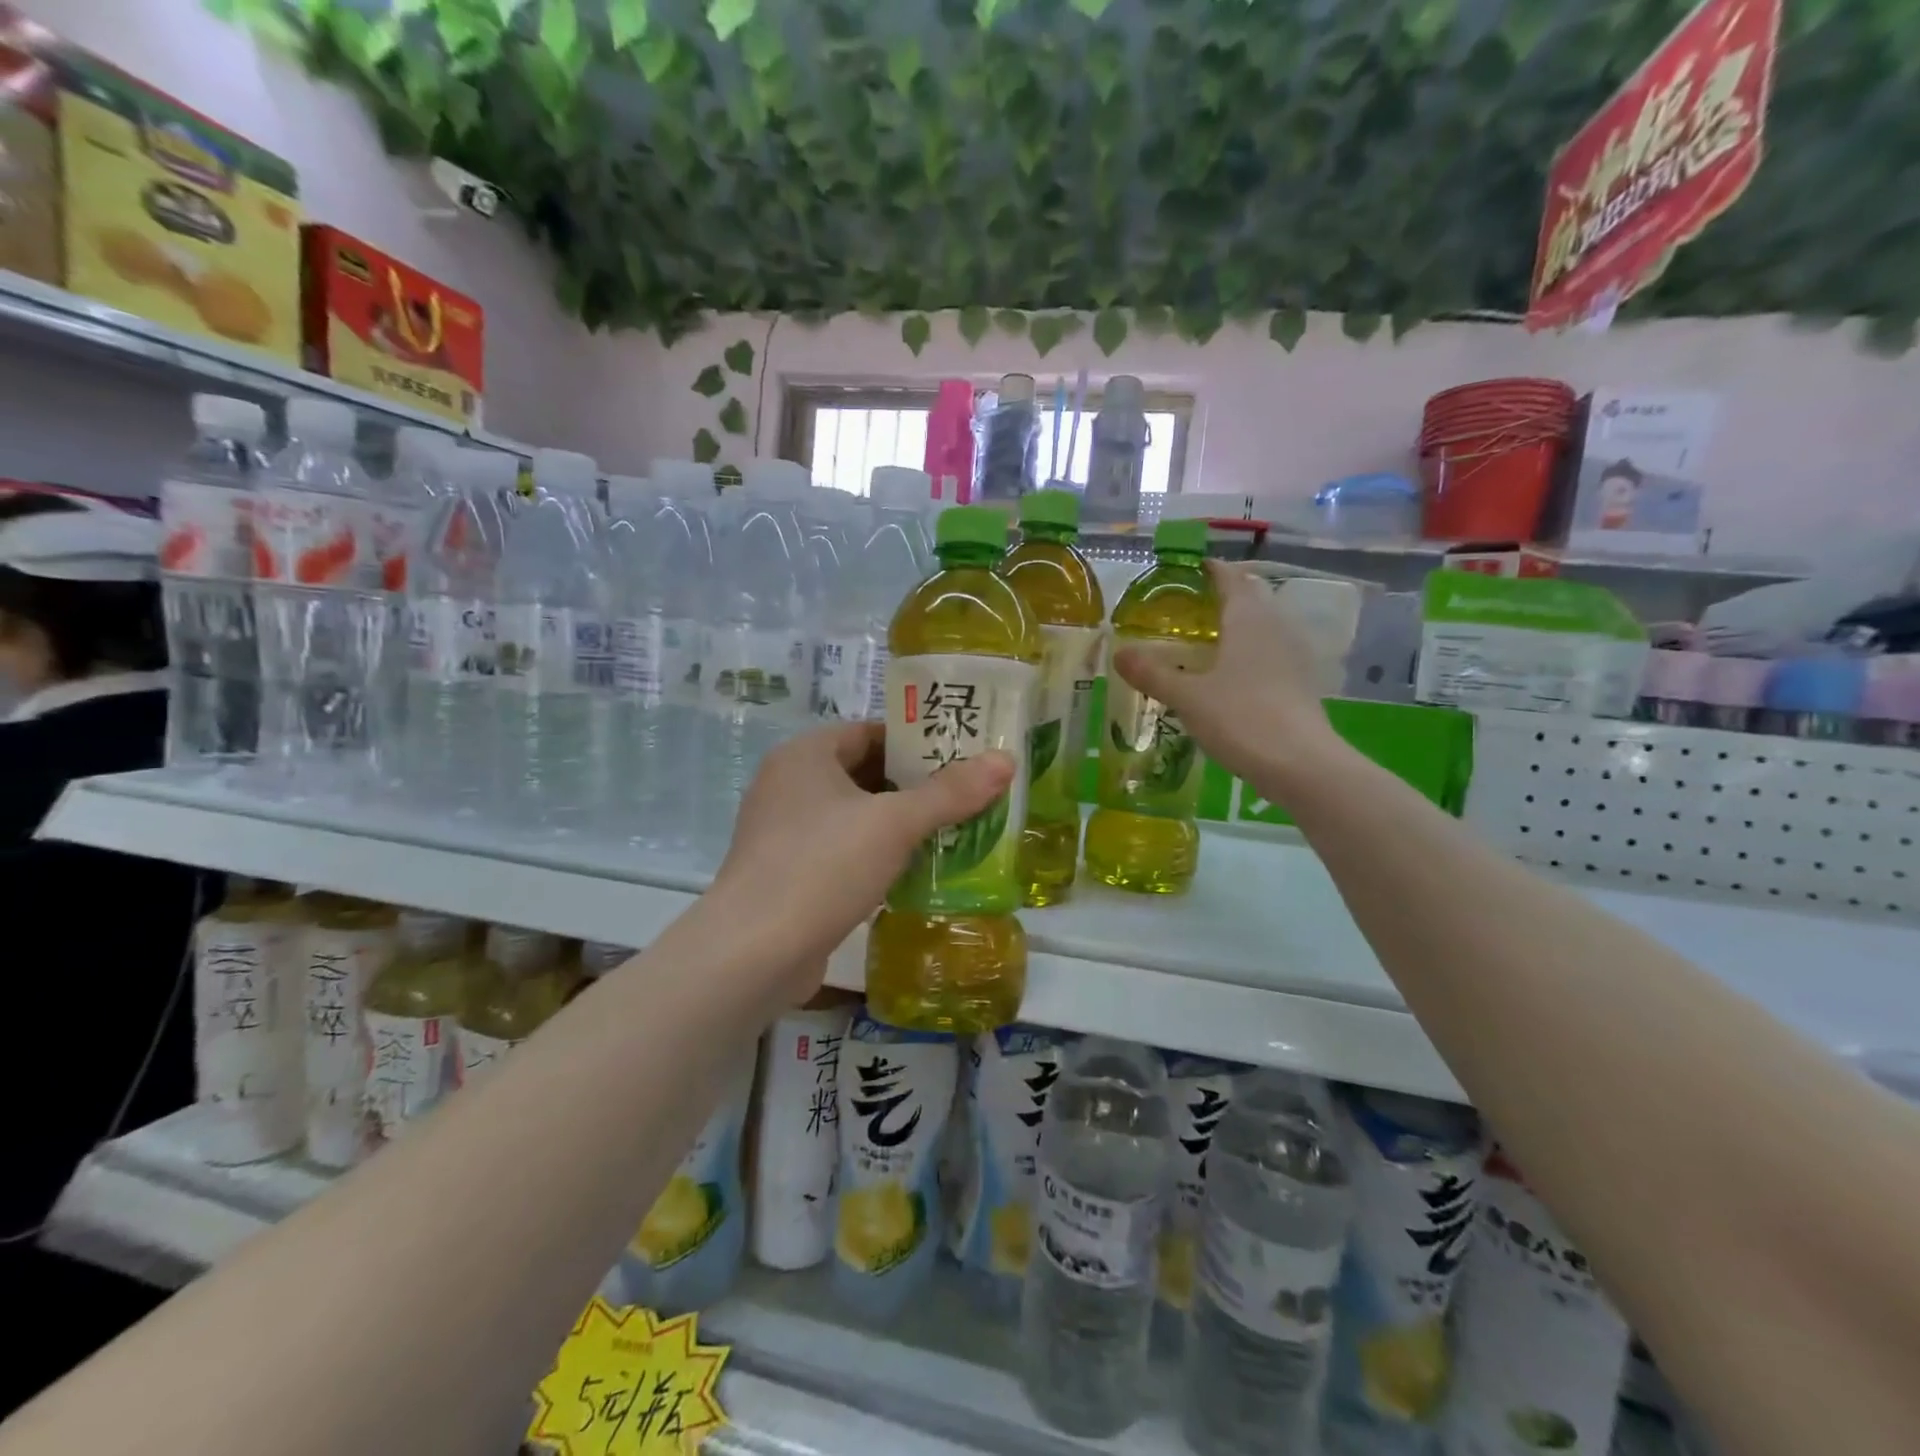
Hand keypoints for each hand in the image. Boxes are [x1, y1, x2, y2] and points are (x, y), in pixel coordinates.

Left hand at [708, 722, 1013, 994]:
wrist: (754, 952)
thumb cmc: (823, 866)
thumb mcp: (895, 824)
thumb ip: (951, 792)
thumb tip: (1006, 760)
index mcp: (805, 755)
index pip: (870, 732)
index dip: (917, 741)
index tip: (962, 754)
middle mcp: (788, 785)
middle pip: (864, 772)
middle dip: (914, 785)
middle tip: (967, 794)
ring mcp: (784, 832)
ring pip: (855, 815)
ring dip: (898, 823)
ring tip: (953, 831)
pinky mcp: (788, 873)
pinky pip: (842, 850)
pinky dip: (876, 854)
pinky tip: (914, 871)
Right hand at [1111, 560, 1347, 794]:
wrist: (1300, 764)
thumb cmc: (1241, 717)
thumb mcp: (1188, 696)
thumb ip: (1153, 673)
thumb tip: (1119, 653)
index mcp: (1248, 619)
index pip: (1230, 578)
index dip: (1210, 570)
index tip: (1189, 568)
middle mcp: (1275, 627)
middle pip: (1250, 598)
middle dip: (1222, 596)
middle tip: (1189, 606)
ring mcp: (1293, 655)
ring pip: (1262, 627)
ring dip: (1237, 626)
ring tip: (1205, 640)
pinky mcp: (1300, 682)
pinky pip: (1269, 653)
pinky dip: (1248, 653)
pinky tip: (1229, 675)